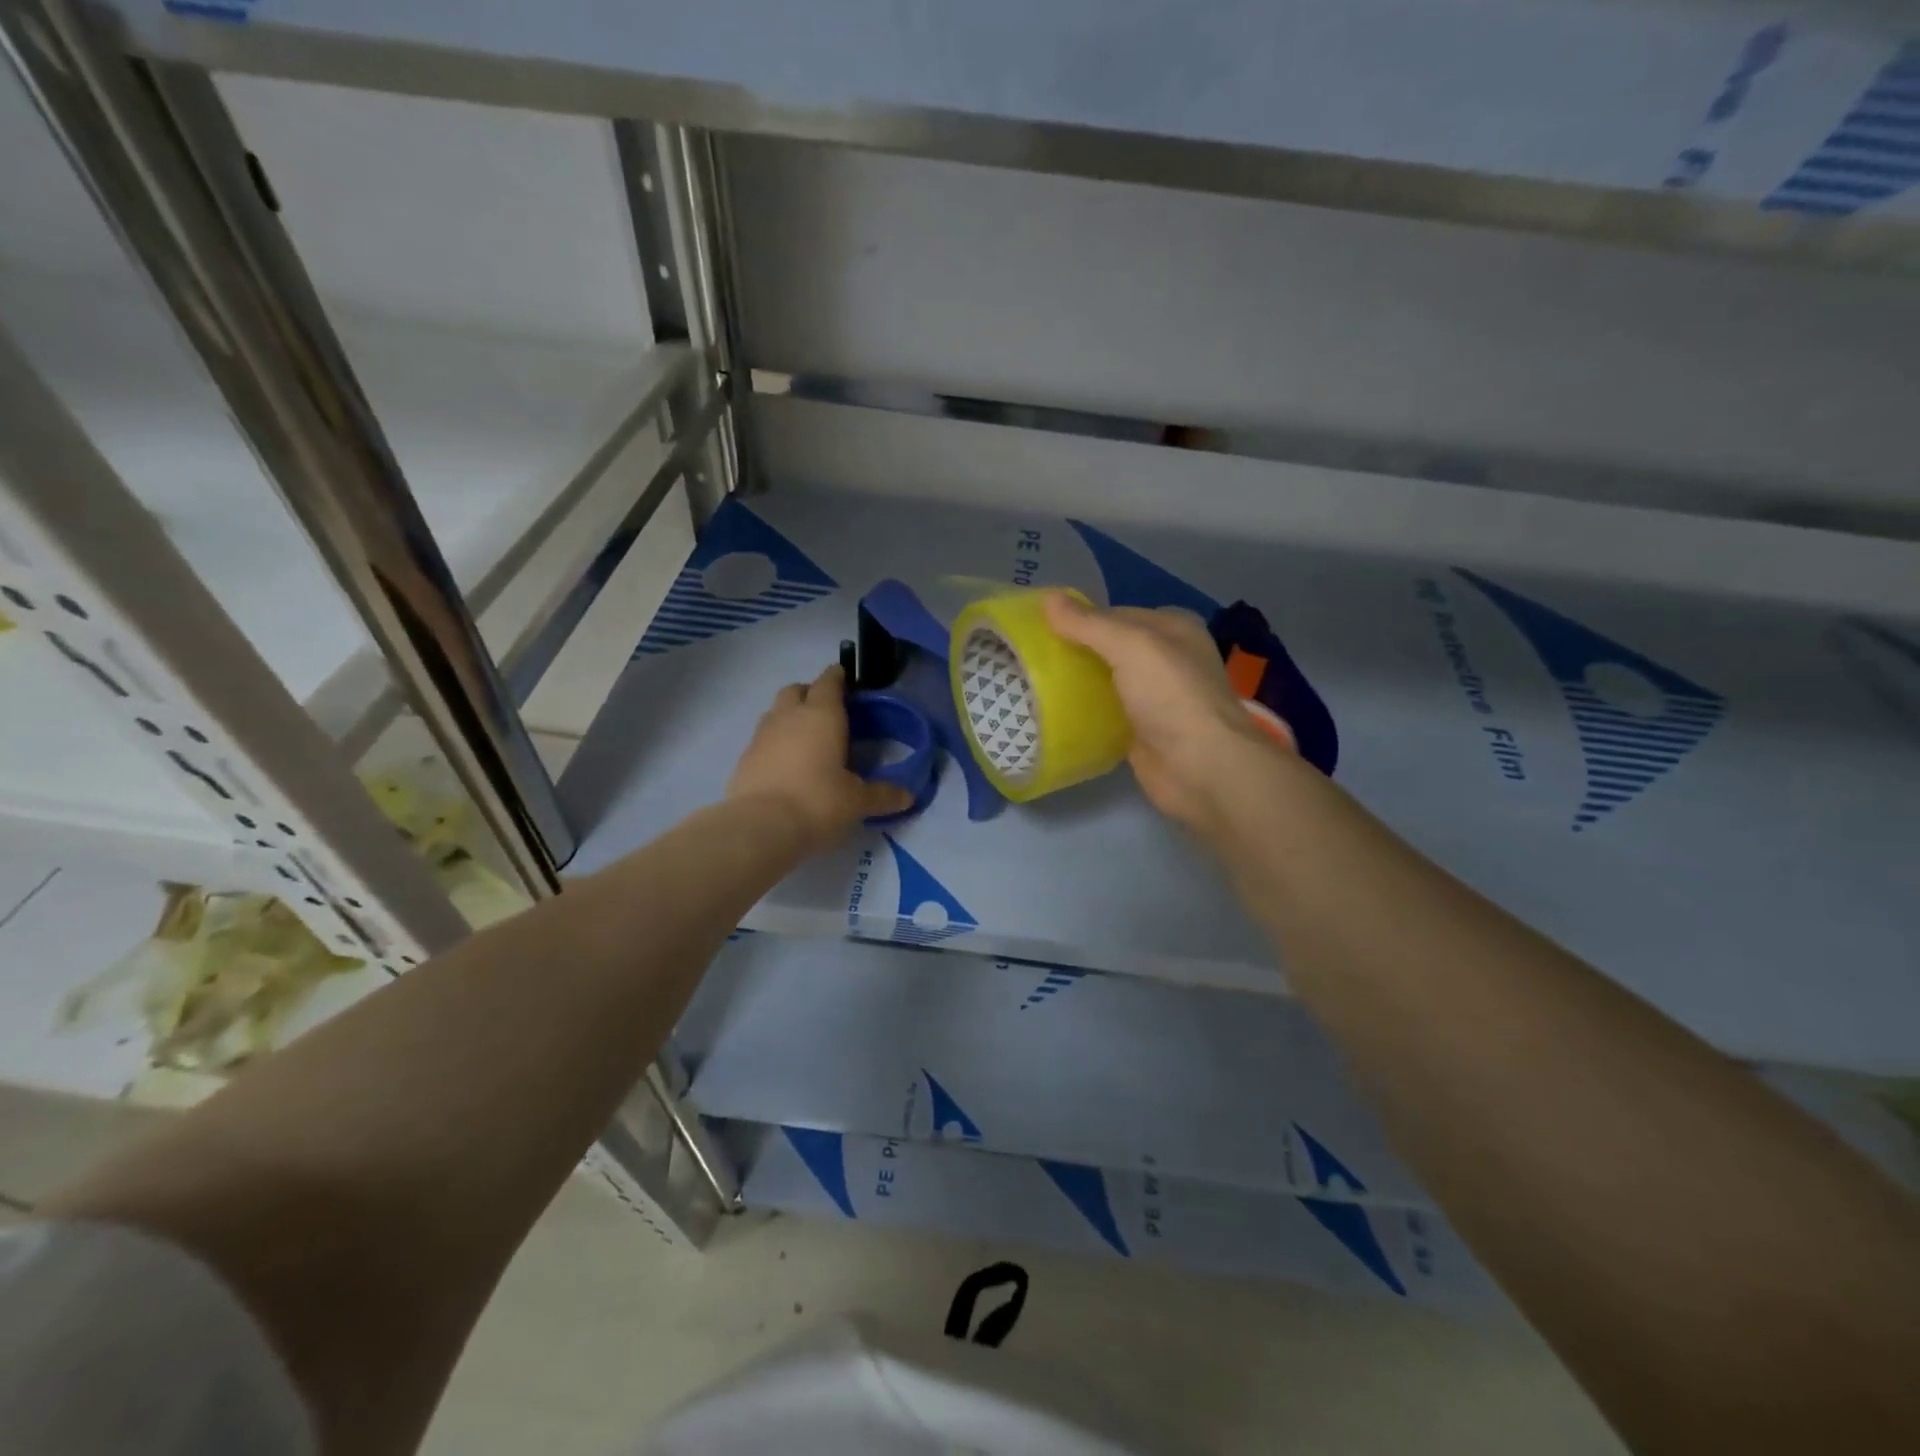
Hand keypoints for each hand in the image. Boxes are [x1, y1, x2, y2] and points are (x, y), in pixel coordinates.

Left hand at [728, 665, 912, 851]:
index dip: (838, 677)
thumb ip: (882, 795)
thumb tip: (908, 796)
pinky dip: (775, 743)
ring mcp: (761, 736)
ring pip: (776, 712)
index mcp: (822, 715)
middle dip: (811, 693)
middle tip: (827, 712)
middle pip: (797, 690)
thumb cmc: (818, 802)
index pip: (829, 682)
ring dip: (790, 716)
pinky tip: (786, 765)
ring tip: (806, 739)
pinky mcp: (744, 758)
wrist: (760, 827)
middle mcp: (789, 716)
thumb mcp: (857, 801)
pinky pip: (762, 739)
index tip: (846, 679)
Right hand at [1043, 592, 1291, 836]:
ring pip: (1105, 682)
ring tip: (1030, 684)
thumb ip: (1088, 623)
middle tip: (1028, 659)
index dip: (1078, 619)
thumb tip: (1047, 597)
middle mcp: (1166, 659)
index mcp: (1172, 628)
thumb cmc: (1171, 696)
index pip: (1114, 614)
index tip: (1038, 629)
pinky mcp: (1142, 732)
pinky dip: (1083, 713)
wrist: (1200, 768)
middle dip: (1073, 652)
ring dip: (1075, 684)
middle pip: (1108, 649)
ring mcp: (1155, 698)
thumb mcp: (1130, 646)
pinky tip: (1053, 714)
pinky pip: (1105, 714)